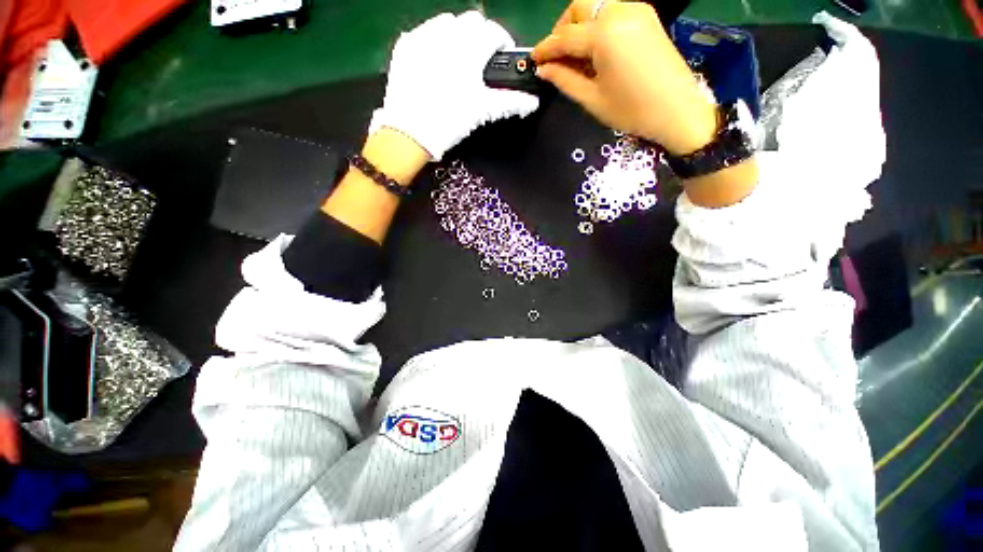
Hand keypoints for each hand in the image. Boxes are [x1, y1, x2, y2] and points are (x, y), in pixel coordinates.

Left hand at [370, 11, 539, 161]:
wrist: (409, 132)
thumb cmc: (450, 121)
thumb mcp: (482, 111)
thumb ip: (510, 102)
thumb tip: (532, 102)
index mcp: (469, 49)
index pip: (494, 32)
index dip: (502, 43)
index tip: (501, 58)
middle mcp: (446, 34)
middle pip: (472, 21)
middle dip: (480, 37)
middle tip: (480, 62)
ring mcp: (423, 36)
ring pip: (447, 22)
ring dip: (458, 36)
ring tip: (457, 61)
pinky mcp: (406, 45)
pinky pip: (425, 32)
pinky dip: (435, 41)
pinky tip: (435, 63)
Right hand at [532, 0, 717, 155]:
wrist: (678, 110)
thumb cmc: (632, 110)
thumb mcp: (592, 99)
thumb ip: (565, 80)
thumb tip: (544, 69)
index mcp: (605, 35)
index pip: (565, 36)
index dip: (546, 48)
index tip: (534, 60)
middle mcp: (620, 11)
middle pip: (580, 6)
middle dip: (563, 28)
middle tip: (557, 57)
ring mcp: (636, 10)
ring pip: (597, 5)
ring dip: (581, 26)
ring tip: (577, 57)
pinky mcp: (646, 16)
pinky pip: (613, 12)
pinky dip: (598, 26)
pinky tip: (597, 50)